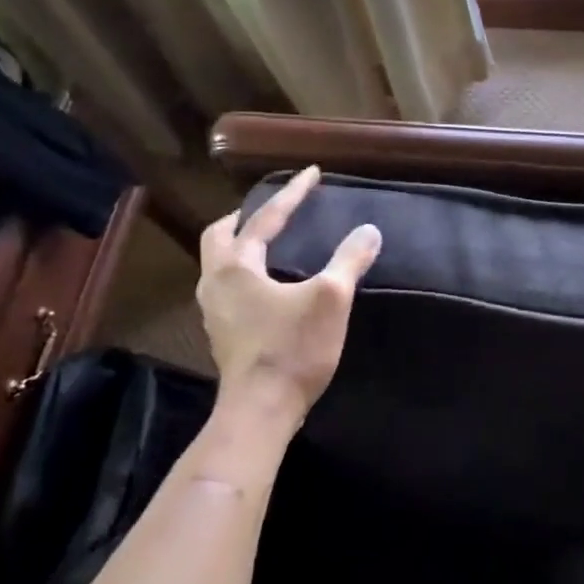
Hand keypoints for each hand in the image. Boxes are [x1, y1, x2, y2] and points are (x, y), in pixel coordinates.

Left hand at [197, 166, 381, 424]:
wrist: (261, 410)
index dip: (292, 194)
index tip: (312, 173)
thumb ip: (348, 260)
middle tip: (274, 208)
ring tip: (267, 240)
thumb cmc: (293, 348)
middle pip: (221, 235)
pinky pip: (227, 286)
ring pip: (218, 262)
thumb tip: (369, 230)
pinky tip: (265, 284)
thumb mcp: (331, 299)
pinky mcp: (223, 333)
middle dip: (246, 216)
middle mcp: (216, 282)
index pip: (265, 218)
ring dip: (240, 244)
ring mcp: (214, 311)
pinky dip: (243, 271)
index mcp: (237, 266)